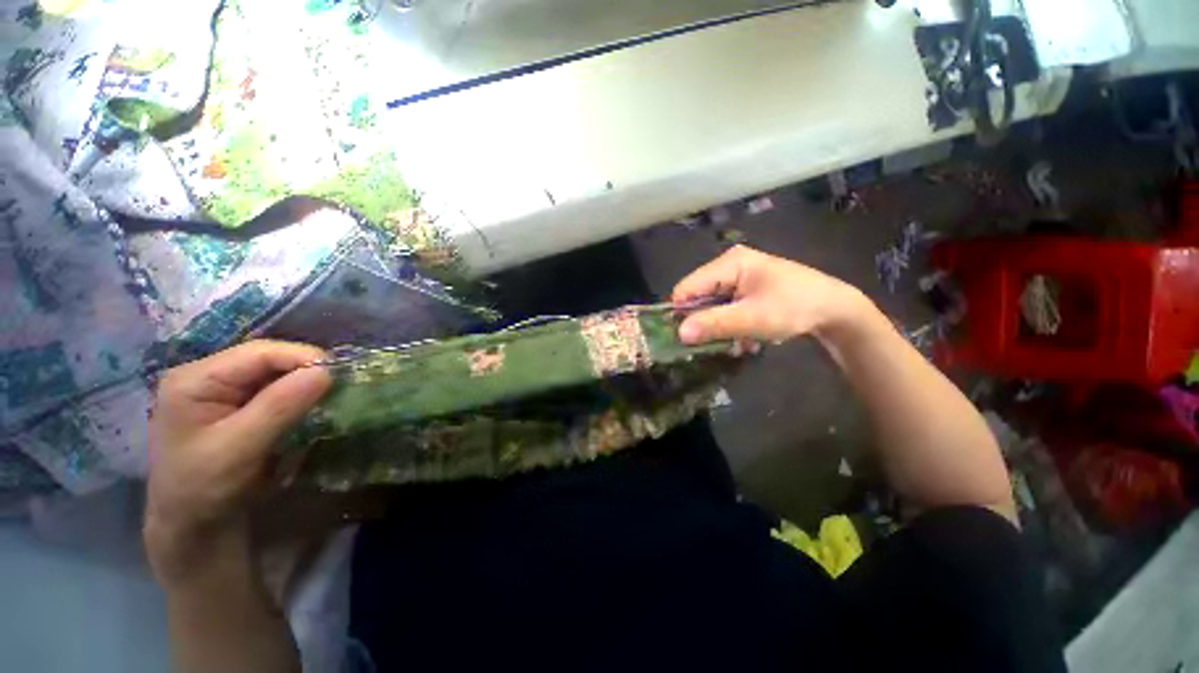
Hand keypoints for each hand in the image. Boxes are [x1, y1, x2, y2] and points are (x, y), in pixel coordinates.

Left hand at [144, 340, 330, 584]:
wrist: (192, 524)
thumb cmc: (205, 487)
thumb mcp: (241, 447)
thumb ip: (280, 406)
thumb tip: (326, 371)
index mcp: (196, 379)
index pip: (260, 353)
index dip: (303, 358)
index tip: (339, 376)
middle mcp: (207, 375)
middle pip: (268, 359)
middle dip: (305, 371)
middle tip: (338, 389)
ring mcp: (220, 389)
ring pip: (274, 373)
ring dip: (303, 384)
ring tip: (328, 398)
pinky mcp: (235, 404)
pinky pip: (273, 389)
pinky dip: (296, 395)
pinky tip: (308, 407)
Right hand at [672, 245, 866, 344]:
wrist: (835, 310)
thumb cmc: (794, 307)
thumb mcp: (752, 318)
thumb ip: (714, 324)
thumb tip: (679, 333)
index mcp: (729, 263)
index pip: (687, 287)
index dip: (680, 312)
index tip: (683, 338)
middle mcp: (729, 266)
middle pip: (698, 296)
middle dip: (703, 321)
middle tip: (711, 344)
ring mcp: (738, 277)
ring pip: (710, 305)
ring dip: (717, 326)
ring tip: (734, 341)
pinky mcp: (745, 289)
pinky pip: (724, 308)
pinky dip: (728, 324)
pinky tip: (744, 337)